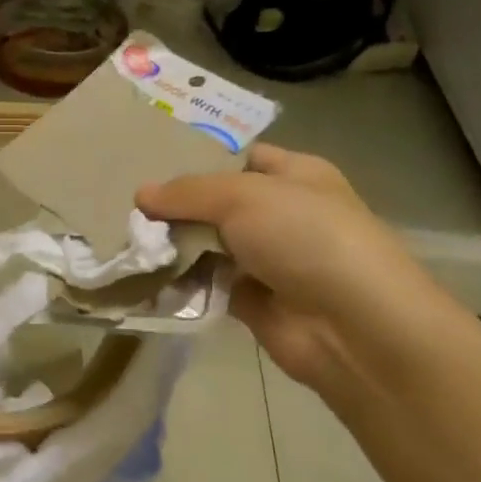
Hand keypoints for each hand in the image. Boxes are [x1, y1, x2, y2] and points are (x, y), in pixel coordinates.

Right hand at [138, 145, 444, 392]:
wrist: (350, 322)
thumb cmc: (304, 237)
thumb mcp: (242, 196)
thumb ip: (187, 193)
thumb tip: (141, 194)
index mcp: (294, 175)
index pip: (243, 159)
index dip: (202, 161)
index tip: (154, 168)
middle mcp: (282, 214)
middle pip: (218, 205)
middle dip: (178, 209)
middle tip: (131, 213)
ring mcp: (268, 260)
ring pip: (209, 246)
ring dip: (175, 248)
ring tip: (130, 246)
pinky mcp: (252, 301)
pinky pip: (208, 285)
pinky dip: (182, 284)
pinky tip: (147, 279)